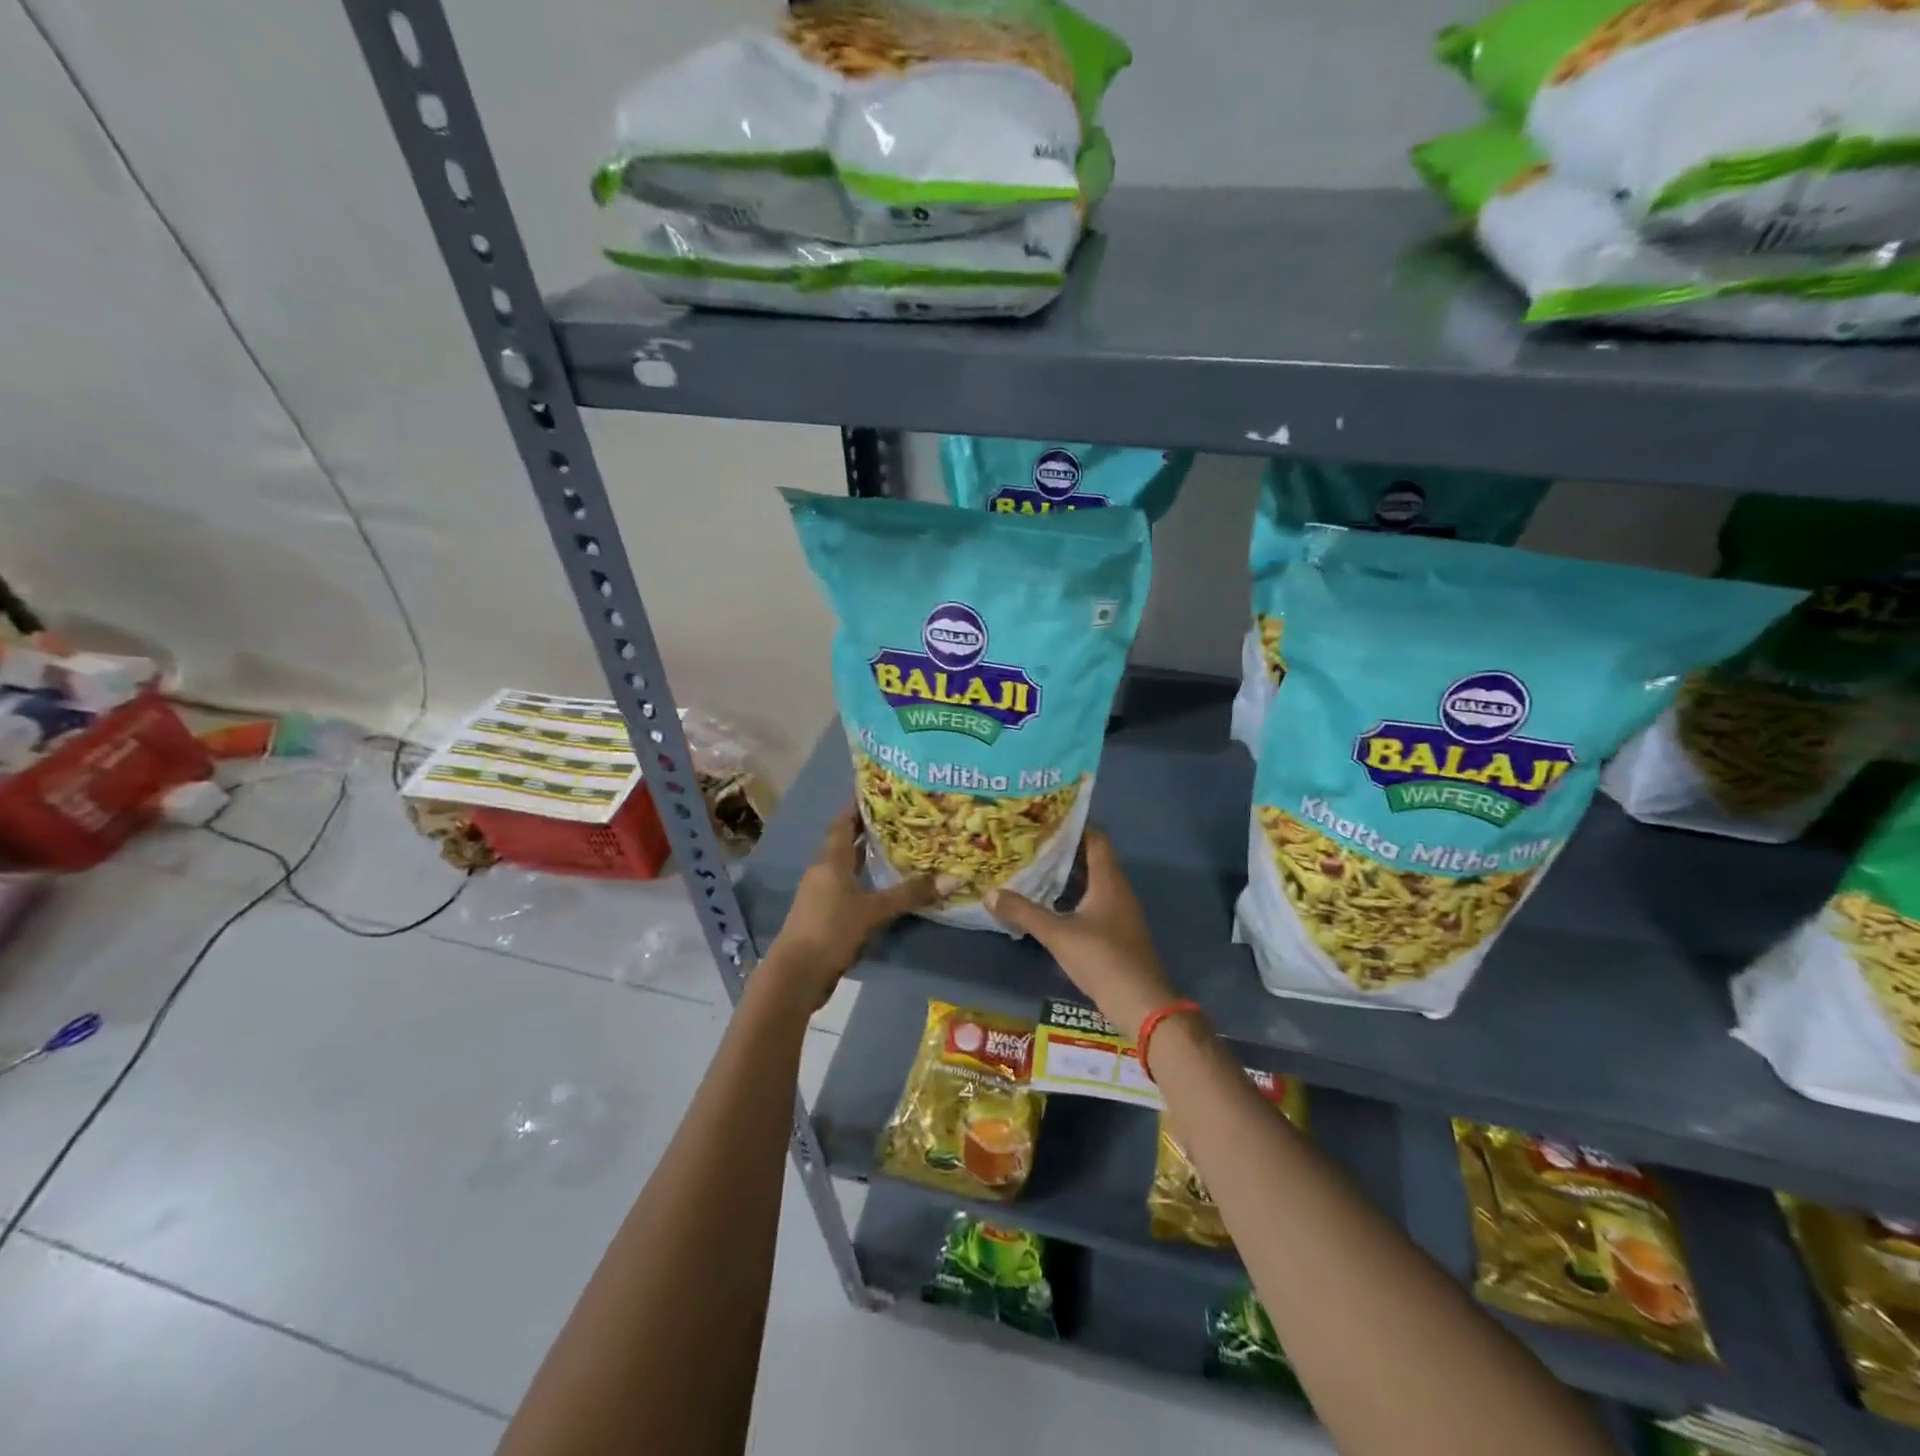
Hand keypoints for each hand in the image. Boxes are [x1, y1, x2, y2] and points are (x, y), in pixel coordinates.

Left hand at [766, 807, 945, 1007]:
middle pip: (846, 841)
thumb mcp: (873, 911)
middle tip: (901, 816)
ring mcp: (822, 894)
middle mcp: (824, 870)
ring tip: (899, 845)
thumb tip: (953, 878)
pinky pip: (849, 887)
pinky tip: (886, 885)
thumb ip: (910, 894)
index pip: (843, 822)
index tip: (879, 789)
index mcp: (830, 860)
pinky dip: (866, 880)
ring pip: (848, 865)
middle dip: (869, 828)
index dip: (858, 805)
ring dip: (868, 855)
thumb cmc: (830, 930)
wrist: (796, 975)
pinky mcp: (826, 915)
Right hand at [983, 828, 1175, 1031]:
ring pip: (1092, 883)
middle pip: (1092, 858)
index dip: (1072, 825)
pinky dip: (1072, 898)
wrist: (1142, 1005)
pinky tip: (1049, 905)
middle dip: (1063, 850)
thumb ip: (1024, 913)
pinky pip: (1093, 903)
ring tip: (1033, 869)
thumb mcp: (1058, 934)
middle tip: (1030, 844)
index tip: (1044, 819)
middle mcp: (1118, 890)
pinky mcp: (1117, 933)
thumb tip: (989, 893)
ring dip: (1066, 876)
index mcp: (1109, 881)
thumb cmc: (1102, 960)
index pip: (1095, 838)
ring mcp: (1120, 913)